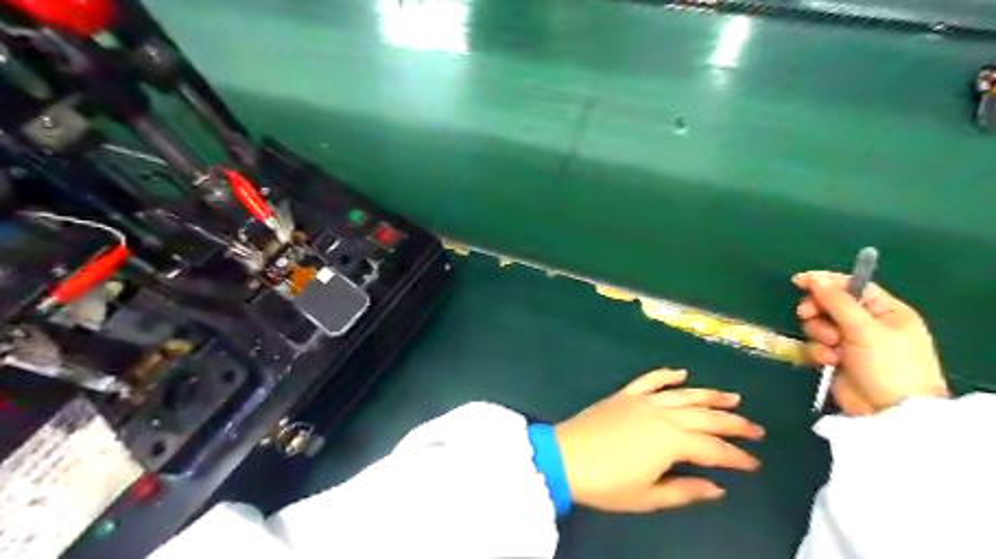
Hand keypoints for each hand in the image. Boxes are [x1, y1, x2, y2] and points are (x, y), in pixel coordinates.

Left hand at [552, 370, 763, 513]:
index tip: (755, 463)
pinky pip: (650, 380)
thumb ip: (685, 490)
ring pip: (683, 394)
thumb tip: (717, 487)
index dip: (736, 456)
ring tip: (732, 397)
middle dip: (733, 423)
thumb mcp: (649, 496)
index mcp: (672, 441)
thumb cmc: (607, 483)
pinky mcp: (624, 394)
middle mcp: (662, 415)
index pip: (713, 449)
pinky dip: (667, 374)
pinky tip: (682, 373)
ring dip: (709, 395)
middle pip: (705, 417)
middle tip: (755, 429)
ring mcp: (642, 400)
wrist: (565, 458)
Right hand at [795, 270, 947, 413]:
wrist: (889, 412)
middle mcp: (869, 325)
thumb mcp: (864, 329)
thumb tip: (815, 277)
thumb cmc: (888, 365)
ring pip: (820, 325)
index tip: (799, 281)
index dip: (826, 282)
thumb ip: (837, 301)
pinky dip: (820, 351)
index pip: (852, 286)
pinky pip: (818, 345)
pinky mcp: (838, 359)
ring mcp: (852, 343)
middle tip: (807, 314)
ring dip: (819, 334)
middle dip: (818, 311)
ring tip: (831, 346)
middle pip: (831, 305)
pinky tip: (829, 361)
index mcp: (886, 311)